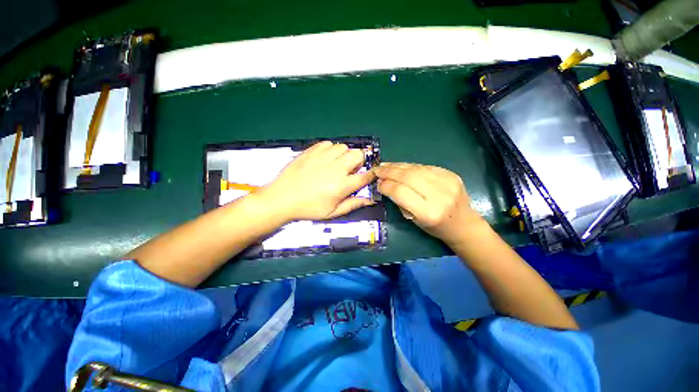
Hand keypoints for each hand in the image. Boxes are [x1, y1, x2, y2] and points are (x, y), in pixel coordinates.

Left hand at [259, 141, 375, 221]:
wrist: (282, 198)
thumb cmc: (308, 208)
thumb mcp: (332, 213)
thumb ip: (352, 204)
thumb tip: (369, 200)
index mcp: (341, 186)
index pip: (365, 176)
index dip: (371, 174)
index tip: (370, 174)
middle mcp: (335, 168)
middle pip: (357, 154)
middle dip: (359, 161)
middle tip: (350, 169)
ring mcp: (322, 157)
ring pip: (343, 147)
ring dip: (344, 154)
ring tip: (336, 163)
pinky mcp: (311, 151)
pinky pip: (328, 143)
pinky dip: (330, 149)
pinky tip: (325, 158)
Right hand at [374, 163, 483, 245]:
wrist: (463, 224)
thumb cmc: (435, 227)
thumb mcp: (413, 220)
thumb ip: (399, 201)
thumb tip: (384, 184)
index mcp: (429, 213)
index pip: (401, 192)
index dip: (386, 185)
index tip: (377, 183)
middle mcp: (440, 196)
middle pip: (408, 177)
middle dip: (389, 172)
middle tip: (377, 170)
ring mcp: (447, 182)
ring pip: (416, 169)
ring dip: (397, 166)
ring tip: (385, 166)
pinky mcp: (451, 174)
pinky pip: (424, 167)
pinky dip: (410, 166)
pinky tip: (400, 167)